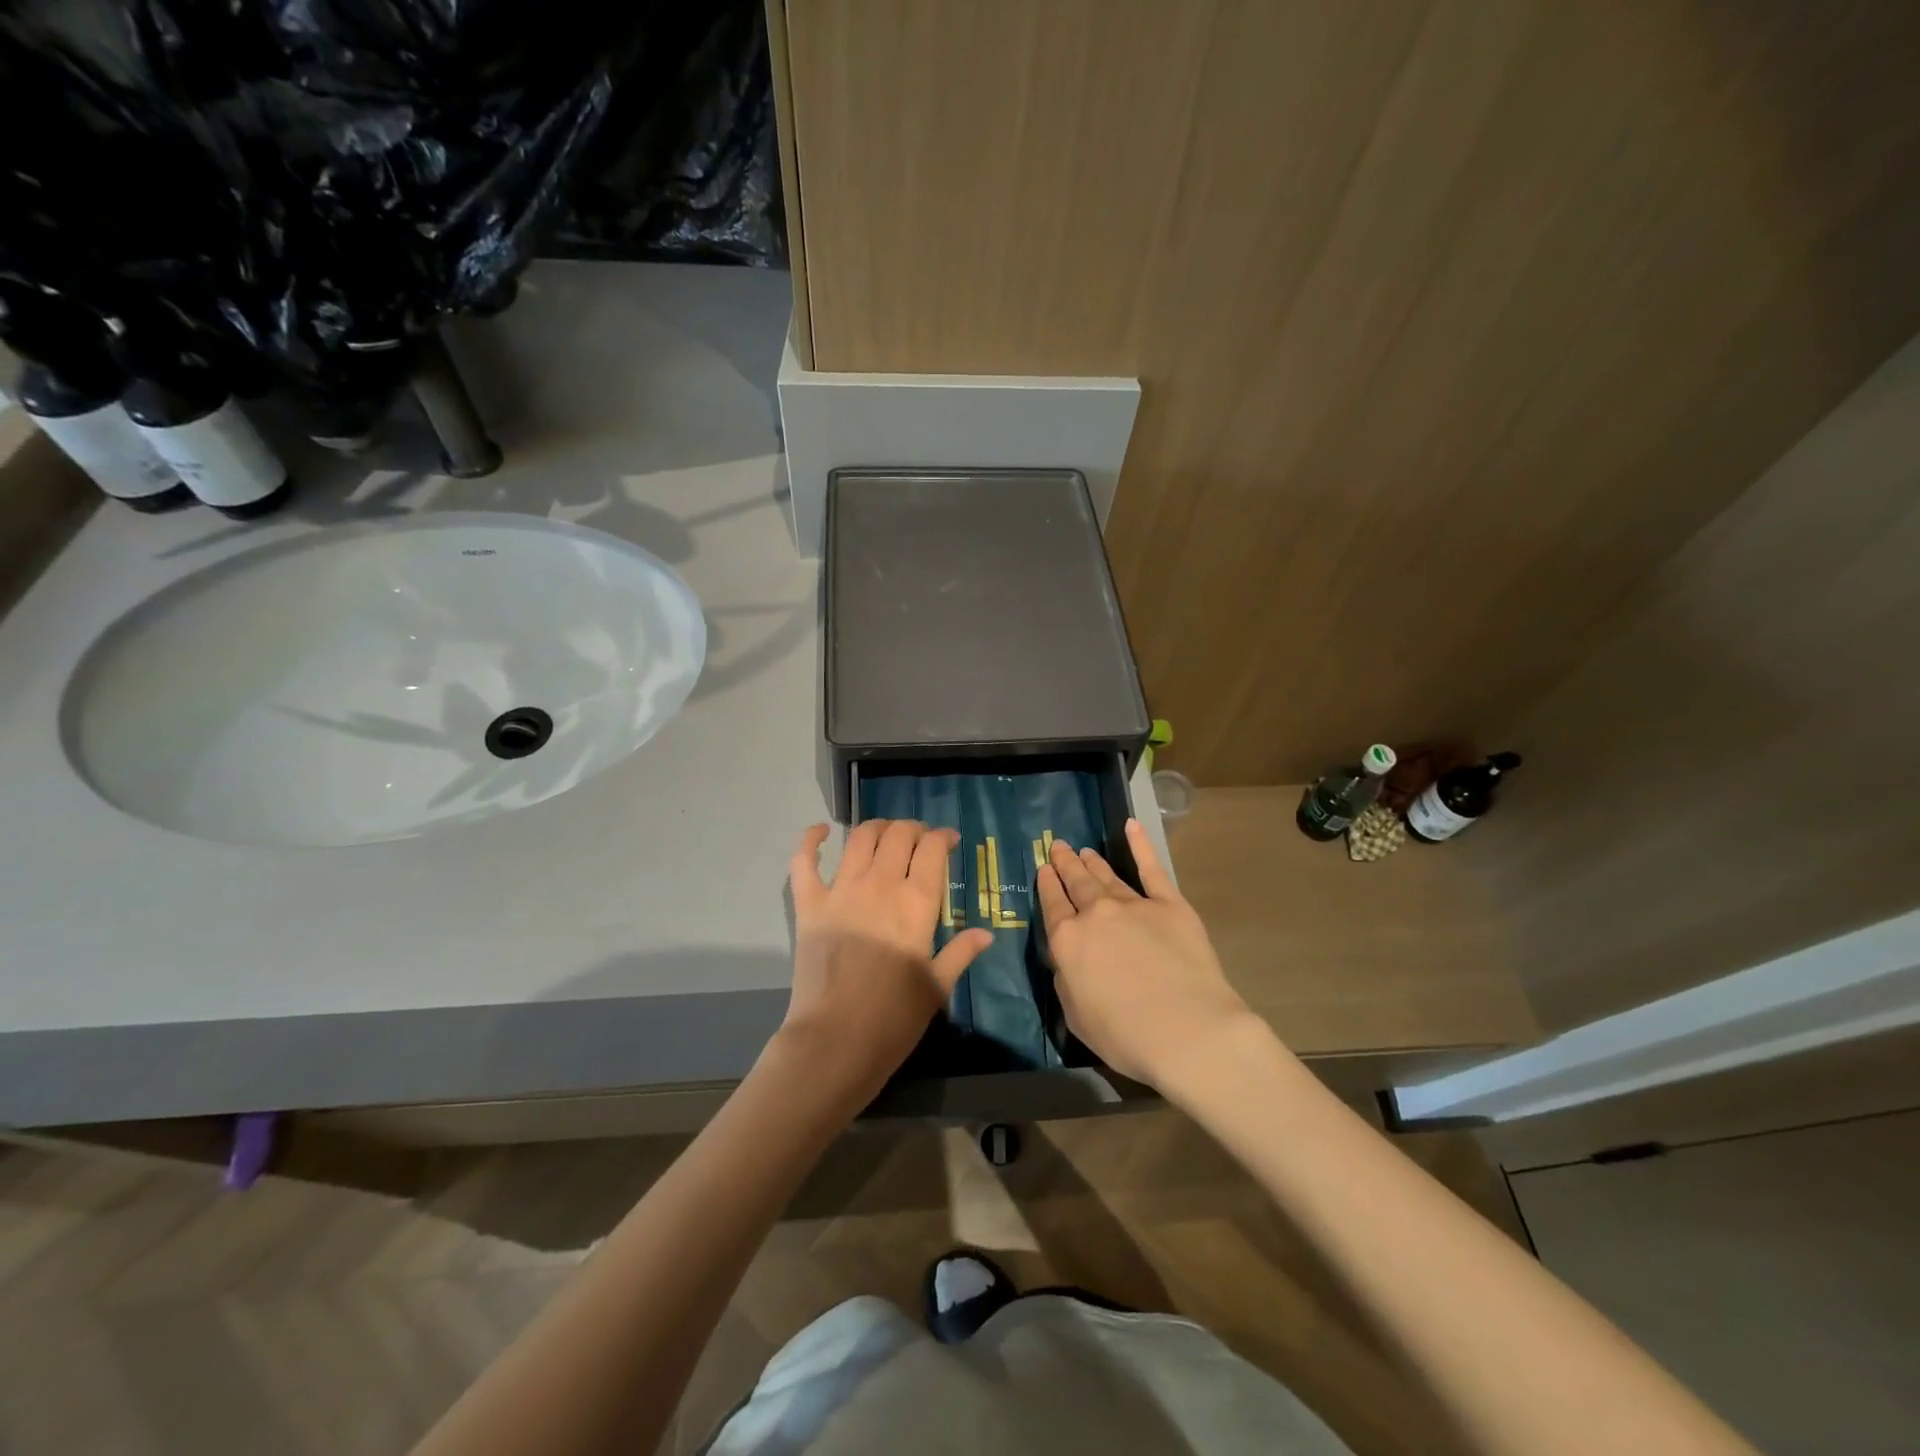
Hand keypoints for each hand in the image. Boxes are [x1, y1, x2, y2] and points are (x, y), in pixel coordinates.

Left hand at [779, 819, 993, 1110]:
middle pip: (898, 835)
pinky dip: (811, 839)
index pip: (932, 849)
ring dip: (876, 828)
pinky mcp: (809, 904)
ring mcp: (840, 891)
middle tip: (919, 840)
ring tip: (885, 834)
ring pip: (859, 838)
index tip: (949, 841)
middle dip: (913, 829)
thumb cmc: (894, 1018)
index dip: (943, 837)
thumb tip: (986, 934)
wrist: (835, 1041)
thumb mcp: (937, 987)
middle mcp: (879, 884)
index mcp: (916, 902)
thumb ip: (961, 953)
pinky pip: (804, 861)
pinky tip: (821, 831)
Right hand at [1037, 819, 1256, 1086]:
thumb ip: (1067, 981)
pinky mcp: (1170, 904)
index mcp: (1068, 941)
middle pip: (1077, 883)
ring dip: (1093, 862)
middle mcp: (1096, 914)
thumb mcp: (1076, 1016)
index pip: (1052, 906)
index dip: (1046, 886)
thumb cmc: (1125, 1035)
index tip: (1043, 870)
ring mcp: (1134, 905)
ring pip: (1107, 876)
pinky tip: (1132, 826)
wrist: (1187, 1030)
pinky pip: (1152, 869)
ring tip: (1084, 850)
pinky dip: (1141, 845)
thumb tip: (1068, 960)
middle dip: (1066, 865)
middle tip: (1060, 848)